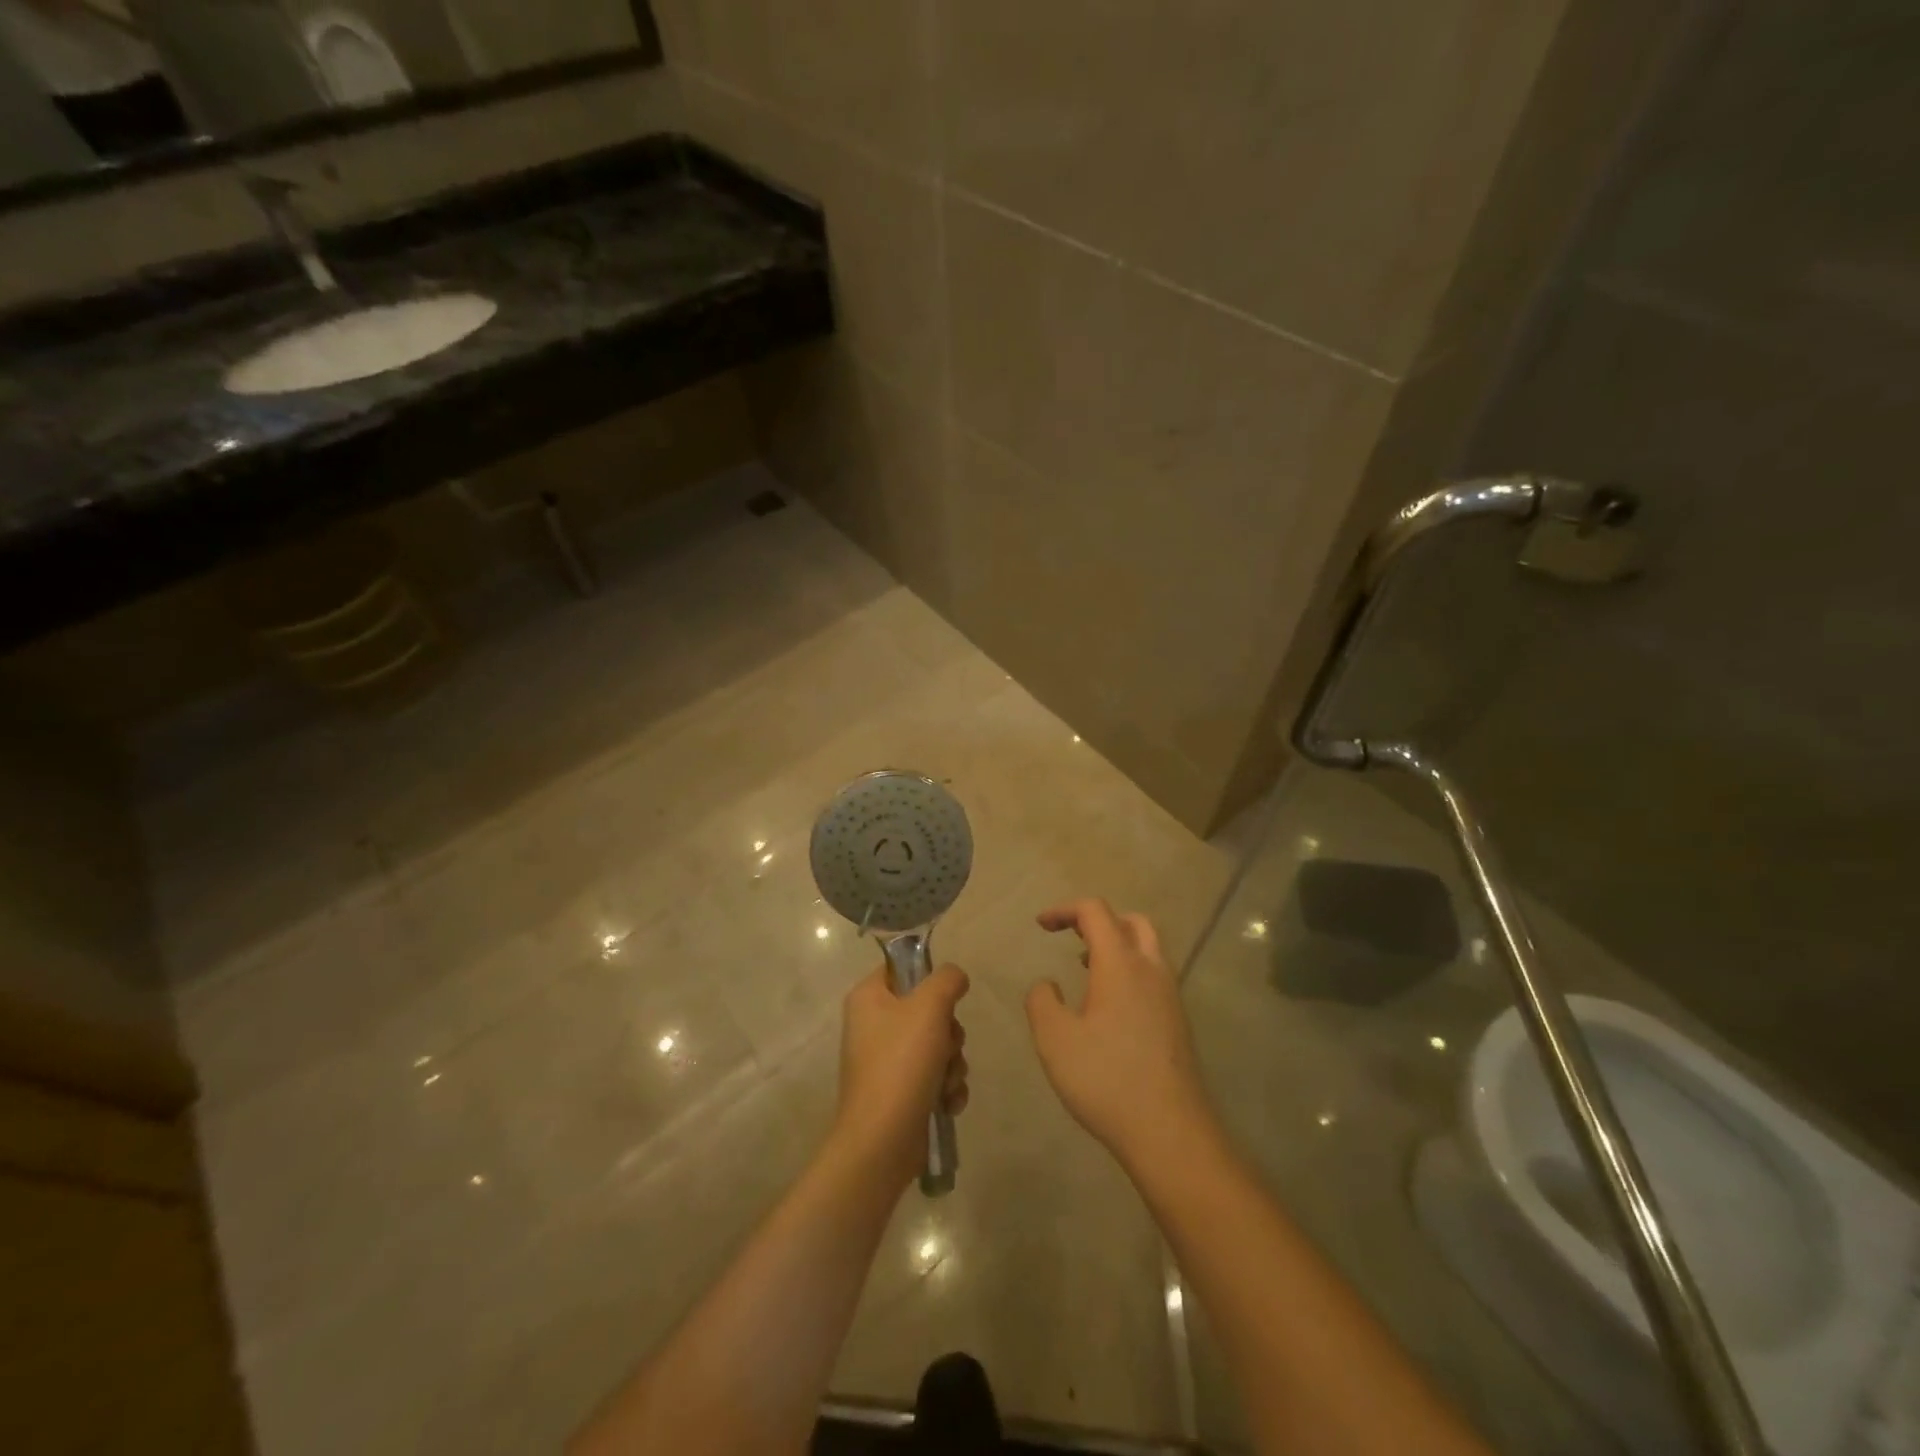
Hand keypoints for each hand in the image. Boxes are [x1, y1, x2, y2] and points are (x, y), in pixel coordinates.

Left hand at [833, 963, 969, 1187]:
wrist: (883, 1141)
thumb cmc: (901, 1064)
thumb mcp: (929, 1007)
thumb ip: (947, 980)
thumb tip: (955, 978)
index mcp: (869, 997)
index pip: (902, 968)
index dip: (929, 979)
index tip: (945, 998)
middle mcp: (874, 1025)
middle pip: (928, 1009)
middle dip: (949, 1032)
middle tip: (946, 1046)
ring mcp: (886, 1061)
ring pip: (938, 1044)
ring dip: (952, 1063)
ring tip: (945, 1082)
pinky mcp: (901, 1092)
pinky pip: (935, 1076)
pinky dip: (946, 1088)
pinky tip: (947, 1103)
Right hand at [1026, 899, 1216, 1172]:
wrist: (1170, 1132)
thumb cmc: (1106, 1079)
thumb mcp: (1054, 1039)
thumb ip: (1041, 1001)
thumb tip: (1047, 985)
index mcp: (1120, 964)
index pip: (1095, 912)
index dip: (1065, 910)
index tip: (1041, 925)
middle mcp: (1151, 970)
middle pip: (1130, 921)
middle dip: (1097, 921)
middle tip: (1070, 937)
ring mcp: (1170, 996)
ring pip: (1147, 948)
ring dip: (1116, 945)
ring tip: (1085, 968)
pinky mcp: (1178, 1022)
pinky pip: (1153, 976)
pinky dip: (1129, 971)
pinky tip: (1109, 1006)